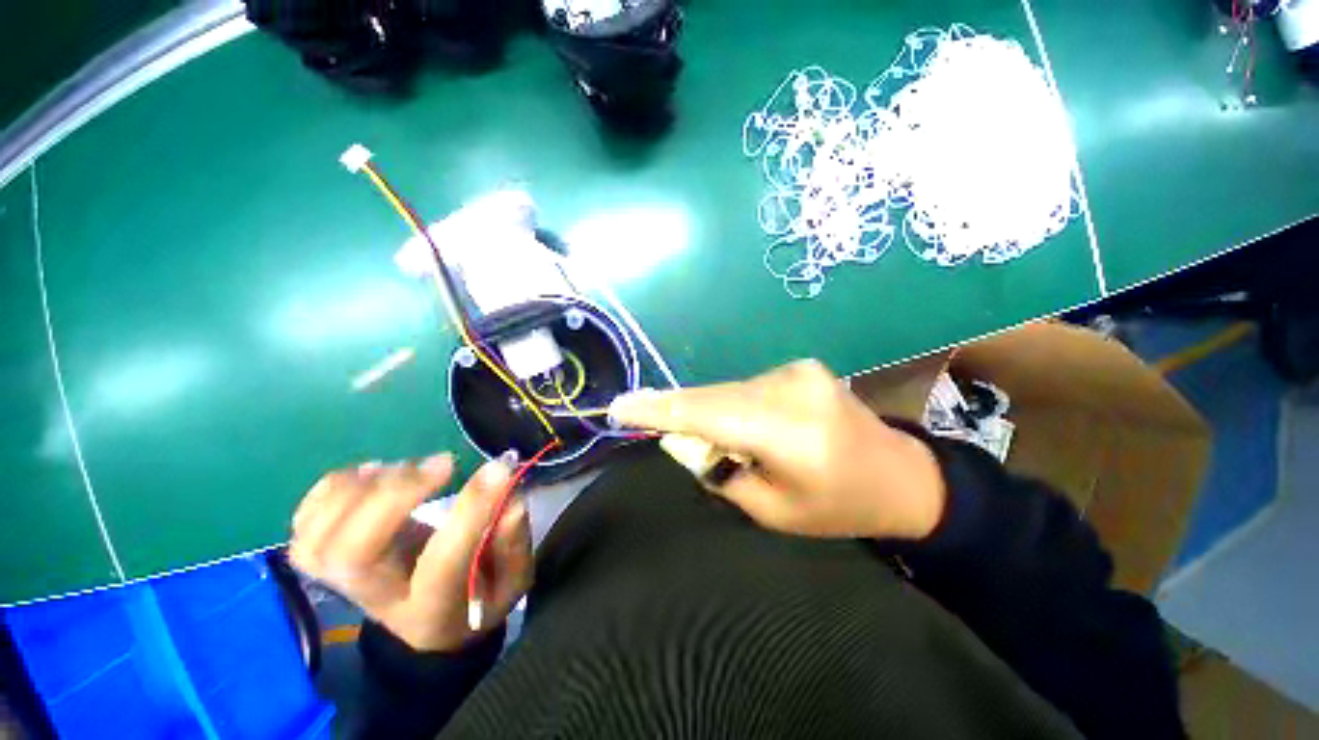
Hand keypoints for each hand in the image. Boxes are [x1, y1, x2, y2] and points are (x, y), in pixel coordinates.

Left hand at [290, 455, 531, 652]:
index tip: (500, 467)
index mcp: (433, 607)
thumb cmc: (478, 601)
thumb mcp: (513, 581)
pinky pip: (305, 522)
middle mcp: (378, 597)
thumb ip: (514, 542)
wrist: (429, 628)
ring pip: (319, 537)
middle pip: (354, 552)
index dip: (472, 510)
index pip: (444, 561)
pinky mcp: (329, 559)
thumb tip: (510, 497)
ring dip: (362, 489)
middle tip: (445, 464)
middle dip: (396, 496)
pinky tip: (372, 473)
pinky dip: (333, 488)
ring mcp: (343, 580)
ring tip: (407, 468)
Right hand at [609, 360, 945, 540]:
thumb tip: (683, 439)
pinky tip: (737, 424)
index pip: (708, 413)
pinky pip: (745, 386)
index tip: (619, 406)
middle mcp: (792, 389)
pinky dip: (729, 404)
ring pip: (727, 390)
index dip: (659, 409)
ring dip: (706, 409)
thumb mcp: (773, 511)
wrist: (902, 475)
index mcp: (792, 434)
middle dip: (676, 410)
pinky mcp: (800, 367)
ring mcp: (798, 371)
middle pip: (713, 396)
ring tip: (709, 438)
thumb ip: (721, 471)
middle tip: (641, 416)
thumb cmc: (840, 507)